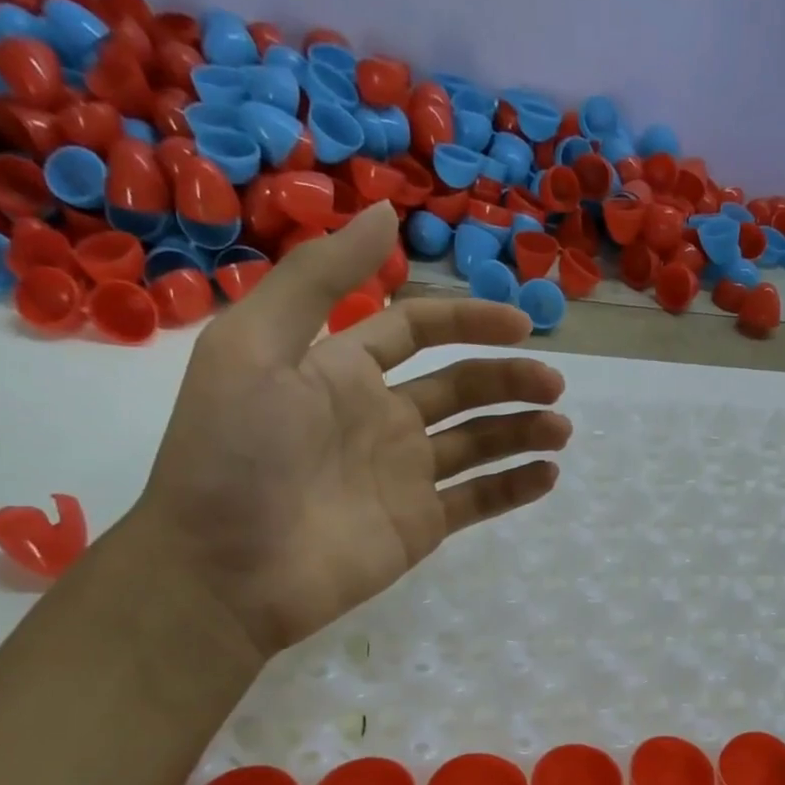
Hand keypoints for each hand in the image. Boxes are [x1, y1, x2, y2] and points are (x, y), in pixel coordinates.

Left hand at [130, 203, 570, 659]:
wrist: (223, 572)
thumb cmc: (234, 455)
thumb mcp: (255, 347)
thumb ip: (320, 280)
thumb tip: (384, 213)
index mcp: (343, 371)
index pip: (419, 331)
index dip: (468, 320)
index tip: (520, 325)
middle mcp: (382, 419)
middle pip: (462, 387)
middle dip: (511, 379)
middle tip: (554, 385)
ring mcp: (405, 476)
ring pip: (480, 443)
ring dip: (524, 431)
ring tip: (561, 429)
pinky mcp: (421, 526)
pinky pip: (479, 499)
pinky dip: (516, 486)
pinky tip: (548, 474)